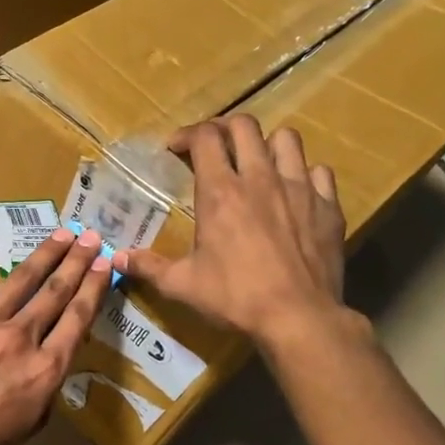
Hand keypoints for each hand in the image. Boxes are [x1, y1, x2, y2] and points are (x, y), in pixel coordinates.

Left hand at [0, 227, 110, 444]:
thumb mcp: (33, 421)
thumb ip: (46, 383)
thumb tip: (46, 355)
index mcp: (46, 366)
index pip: (78, 316)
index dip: (94, 286)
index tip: (105, 264)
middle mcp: (21, 336)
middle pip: (56, 289)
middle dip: (77, 260)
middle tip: (90, 237)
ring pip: (21, 280)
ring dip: (44, 255)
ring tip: (60, 236)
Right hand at [114, 117, 355, 361]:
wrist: (298, 318)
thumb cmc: (234, 298)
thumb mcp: (182, 285)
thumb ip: (148, 266)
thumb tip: (116, 259)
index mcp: (220, 192)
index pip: (204, 137)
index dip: (187, 135)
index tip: (175, 148)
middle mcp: (260, 179)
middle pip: (244, 126)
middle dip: (224, 128)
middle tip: (213, 147)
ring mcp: (299, 188)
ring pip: (287, 139)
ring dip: (267, 144)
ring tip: (257, 163)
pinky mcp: (328, 206)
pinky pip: (320, 172)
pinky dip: (305, 175)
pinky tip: (295, 193)